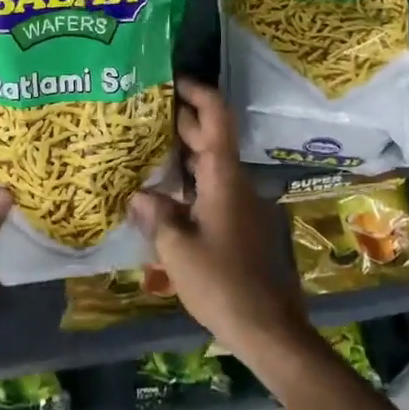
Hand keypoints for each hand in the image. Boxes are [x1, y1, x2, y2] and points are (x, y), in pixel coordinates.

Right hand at [128, 79, 313, 366]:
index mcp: (223, 177)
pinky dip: (189, 183)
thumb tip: (138, 196)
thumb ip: (156, 217)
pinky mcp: (240, 226)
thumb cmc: (222, 283)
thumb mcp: (178, 250)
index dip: (197, 92)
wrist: (270, 329)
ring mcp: (241, 205)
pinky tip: (163, 195)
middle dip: (181, 121)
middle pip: (210, 139)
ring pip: (210, 166)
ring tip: (145, 148)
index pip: (215, 117)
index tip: (172, 79)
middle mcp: (235, 183)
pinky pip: (211, 190)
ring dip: (183, 154)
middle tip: (143, 112)